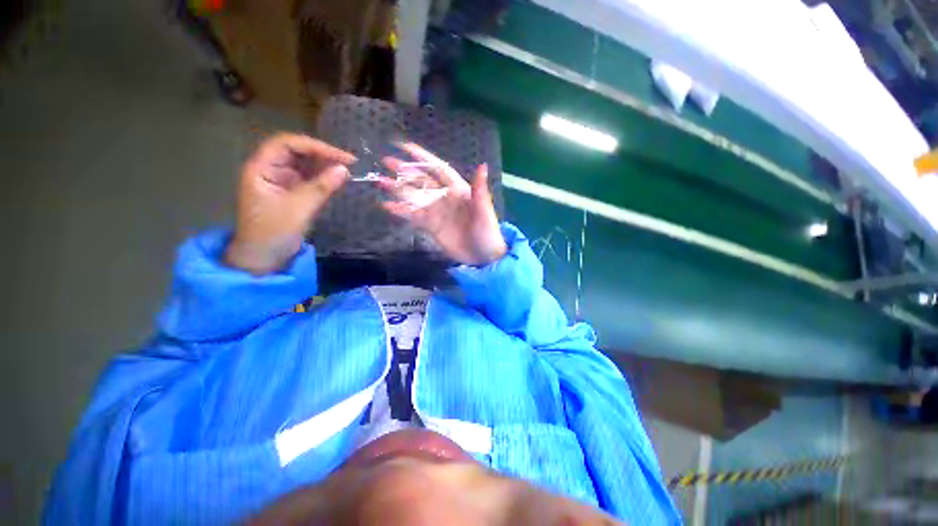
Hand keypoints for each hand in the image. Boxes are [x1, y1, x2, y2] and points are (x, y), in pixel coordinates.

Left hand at [226, 134, 355, 274]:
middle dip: (323, 155)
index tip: (341, 156)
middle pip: (297, 152)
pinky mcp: (292, 193)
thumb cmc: (273, 232)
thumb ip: (321, 187)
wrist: (263, 258)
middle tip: (350, 163)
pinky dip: (324, 179)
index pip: (287, 144)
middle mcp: (271, 170)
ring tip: (348, 170)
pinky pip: (310, 179)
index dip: (315, 146)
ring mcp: (282, 181)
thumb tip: (345, 169)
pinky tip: (338, 180)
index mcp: (261, 168)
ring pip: (305, 165)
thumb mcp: (298, 208)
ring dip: (325, 166)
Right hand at [379, 143, 505, 265]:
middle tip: (385, 161)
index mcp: (458, 189)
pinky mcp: (430, 226)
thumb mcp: (485, 211)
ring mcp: (436, 212)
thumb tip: (482, 165)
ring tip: (380, 181)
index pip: (438, 169)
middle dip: (404, 171)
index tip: (404, 146)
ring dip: (397, 189)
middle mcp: (444, 197)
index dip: (423, 157)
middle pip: (421, 181)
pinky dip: (400, 211)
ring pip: (414, 197)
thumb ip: (480, 190)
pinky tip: (387, 205)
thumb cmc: (487, 232)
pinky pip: (413, 216)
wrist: (483, 257)